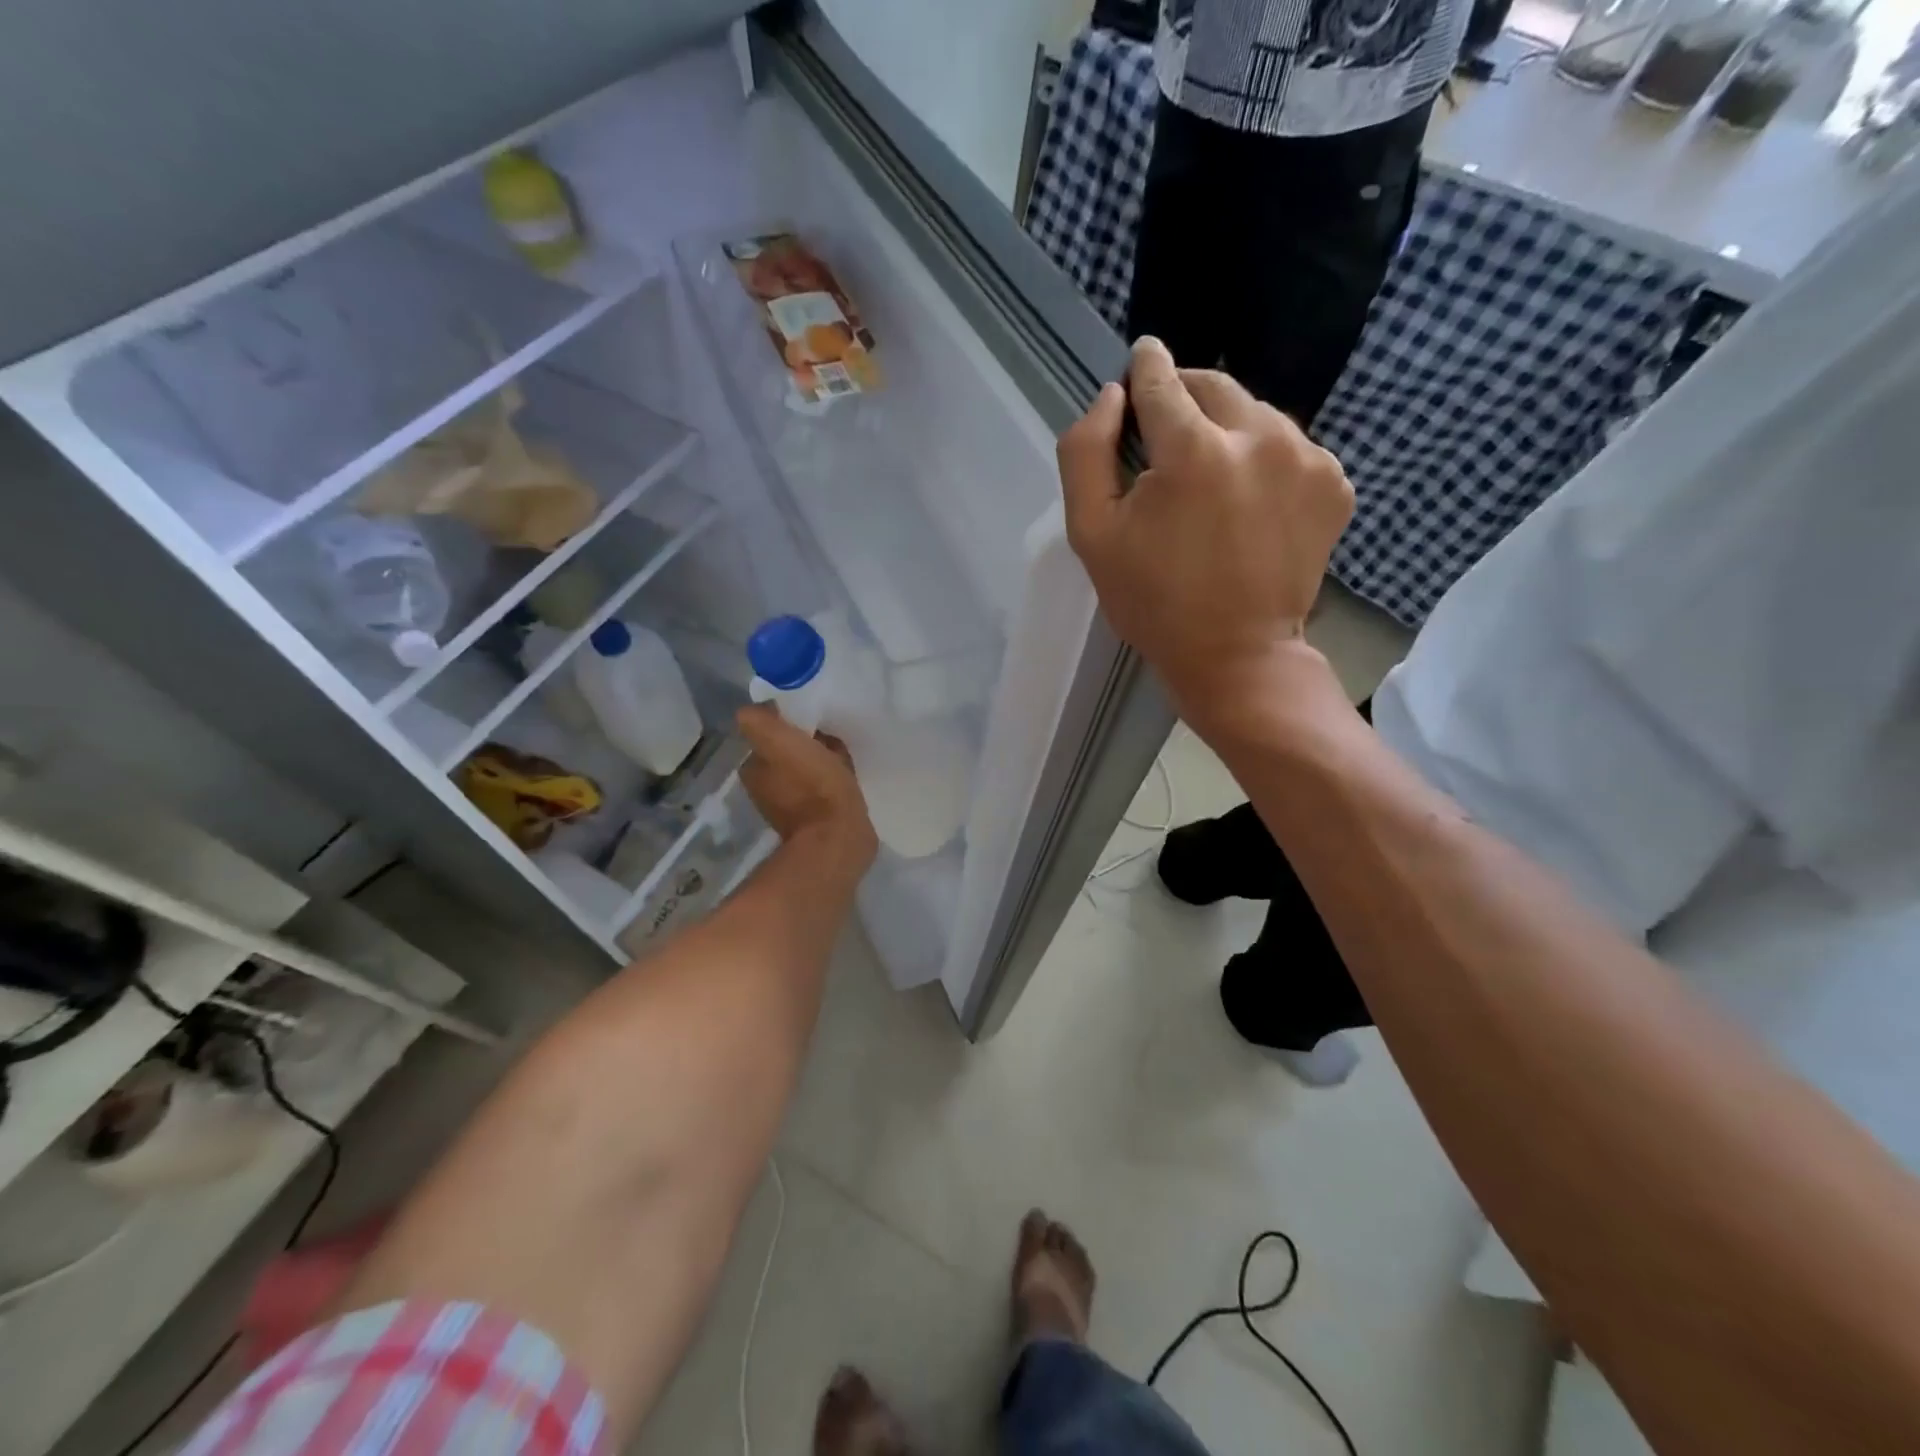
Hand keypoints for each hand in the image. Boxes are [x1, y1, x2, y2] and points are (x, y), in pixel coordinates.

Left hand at [736, 705, 876, 872]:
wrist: (839, 836)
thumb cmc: (812, 784)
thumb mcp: (778, 741)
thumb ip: (760, 721)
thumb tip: (757, 709)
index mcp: (753, 771)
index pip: (768, 737)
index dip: (788, 725)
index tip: (809, 719)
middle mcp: (766, 790)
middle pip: (788, 753)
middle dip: (807, 743)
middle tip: (829, 735)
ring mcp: (793, 808)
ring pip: (807, 769)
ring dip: (822, 760)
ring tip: (842, 754)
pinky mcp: (819, 820)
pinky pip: (824, 787)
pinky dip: (833, 779)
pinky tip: (848, 775)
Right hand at [1059, 337, 1353, 726]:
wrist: (1236, 656)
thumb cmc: (1153, 601)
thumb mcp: (1091, 535)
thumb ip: (1085, 453)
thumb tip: (1110, 397)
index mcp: (1192, 450)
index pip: (1162, 379)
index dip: (1143, 370)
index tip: (1137, 366)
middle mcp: (1259, 437)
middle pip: (1213, 385)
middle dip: (1184, 400)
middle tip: (1164, 438)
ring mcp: (1307, 458)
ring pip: (1254, 414)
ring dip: (1226, 431)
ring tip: (1208, 484)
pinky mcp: (1335, 483)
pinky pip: (1289, 447)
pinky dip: (1263, 461)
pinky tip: (1248, 505)